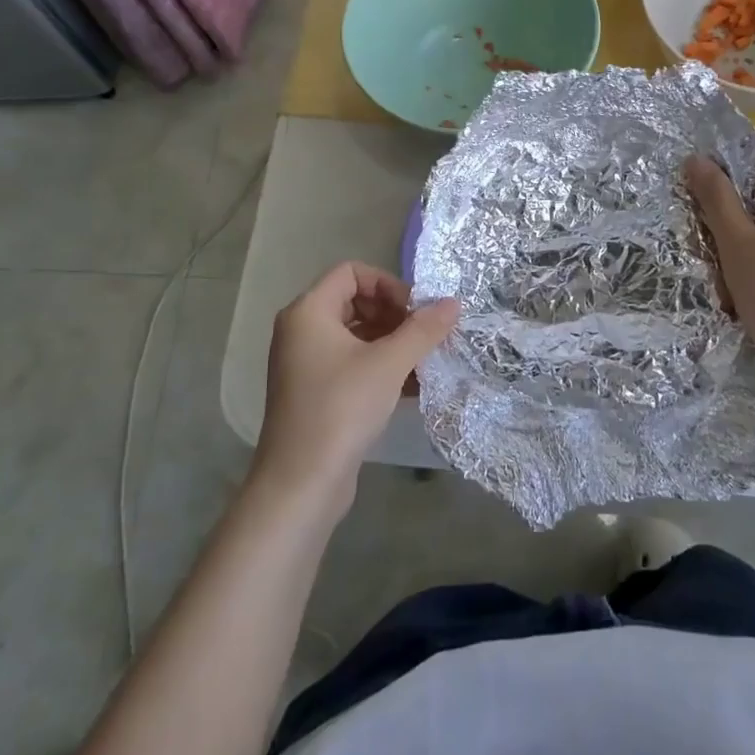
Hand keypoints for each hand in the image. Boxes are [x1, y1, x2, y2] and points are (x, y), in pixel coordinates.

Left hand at [254, 262, 459, 519]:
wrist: (301, 482)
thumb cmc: (341, 409)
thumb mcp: (389, 364)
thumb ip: (423, 329)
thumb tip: (454, 302)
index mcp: (308, 312)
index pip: (352, 272)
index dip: (388, 284)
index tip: (415, 312)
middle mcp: (302, 331)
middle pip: (355, 302)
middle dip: (395, 315)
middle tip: (424, 337)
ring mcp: (306, 364)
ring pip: (357, 336)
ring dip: (393, 343)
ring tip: (426, 362)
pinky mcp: (315, 393)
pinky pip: (352, 364)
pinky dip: (381, 368)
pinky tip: (414, 388)